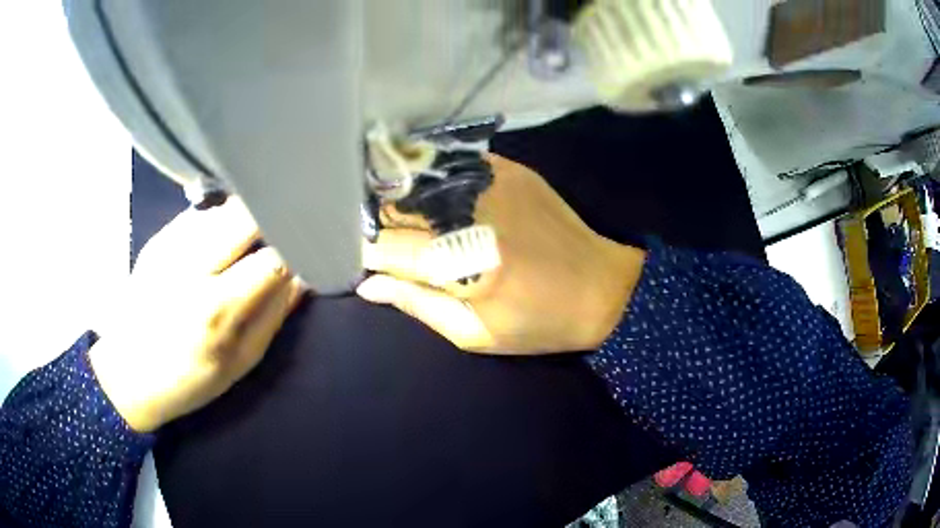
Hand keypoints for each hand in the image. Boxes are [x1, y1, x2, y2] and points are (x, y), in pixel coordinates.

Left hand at [89, 198, 304, 431]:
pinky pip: (202, 214)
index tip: (312, 245)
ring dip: (247, 219)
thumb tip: (304, 275)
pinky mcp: (158, 237)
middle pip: (247, 214)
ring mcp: (169, 245)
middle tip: (285, 231)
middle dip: (274, 218)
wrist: (128, 371)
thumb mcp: (242, 362)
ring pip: (225, 208)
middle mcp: (191, 266)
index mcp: (216, 308)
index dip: (298, 246)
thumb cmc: (189, 379)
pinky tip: (221, 242)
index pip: (273, 256)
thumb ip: (275, 315)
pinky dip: (221, 222)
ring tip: (251, 241)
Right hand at [358, 154, 645, 353]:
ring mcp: (494, 185)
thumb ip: (417, 304)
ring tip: (395, 215)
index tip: (358, 256)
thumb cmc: (537, 323)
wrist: (602, 288)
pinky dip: (432, 179)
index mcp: (466, 267)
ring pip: (420, 181)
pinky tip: (428, 194)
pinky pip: (452, 166)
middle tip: (374, 236)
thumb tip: (368, 285)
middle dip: (377, 222)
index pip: (391, 248)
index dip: (367, 251)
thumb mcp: (474, 333)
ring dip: (400, 197)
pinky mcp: (510, 170)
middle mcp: (475, 216)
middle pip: (400, 208)